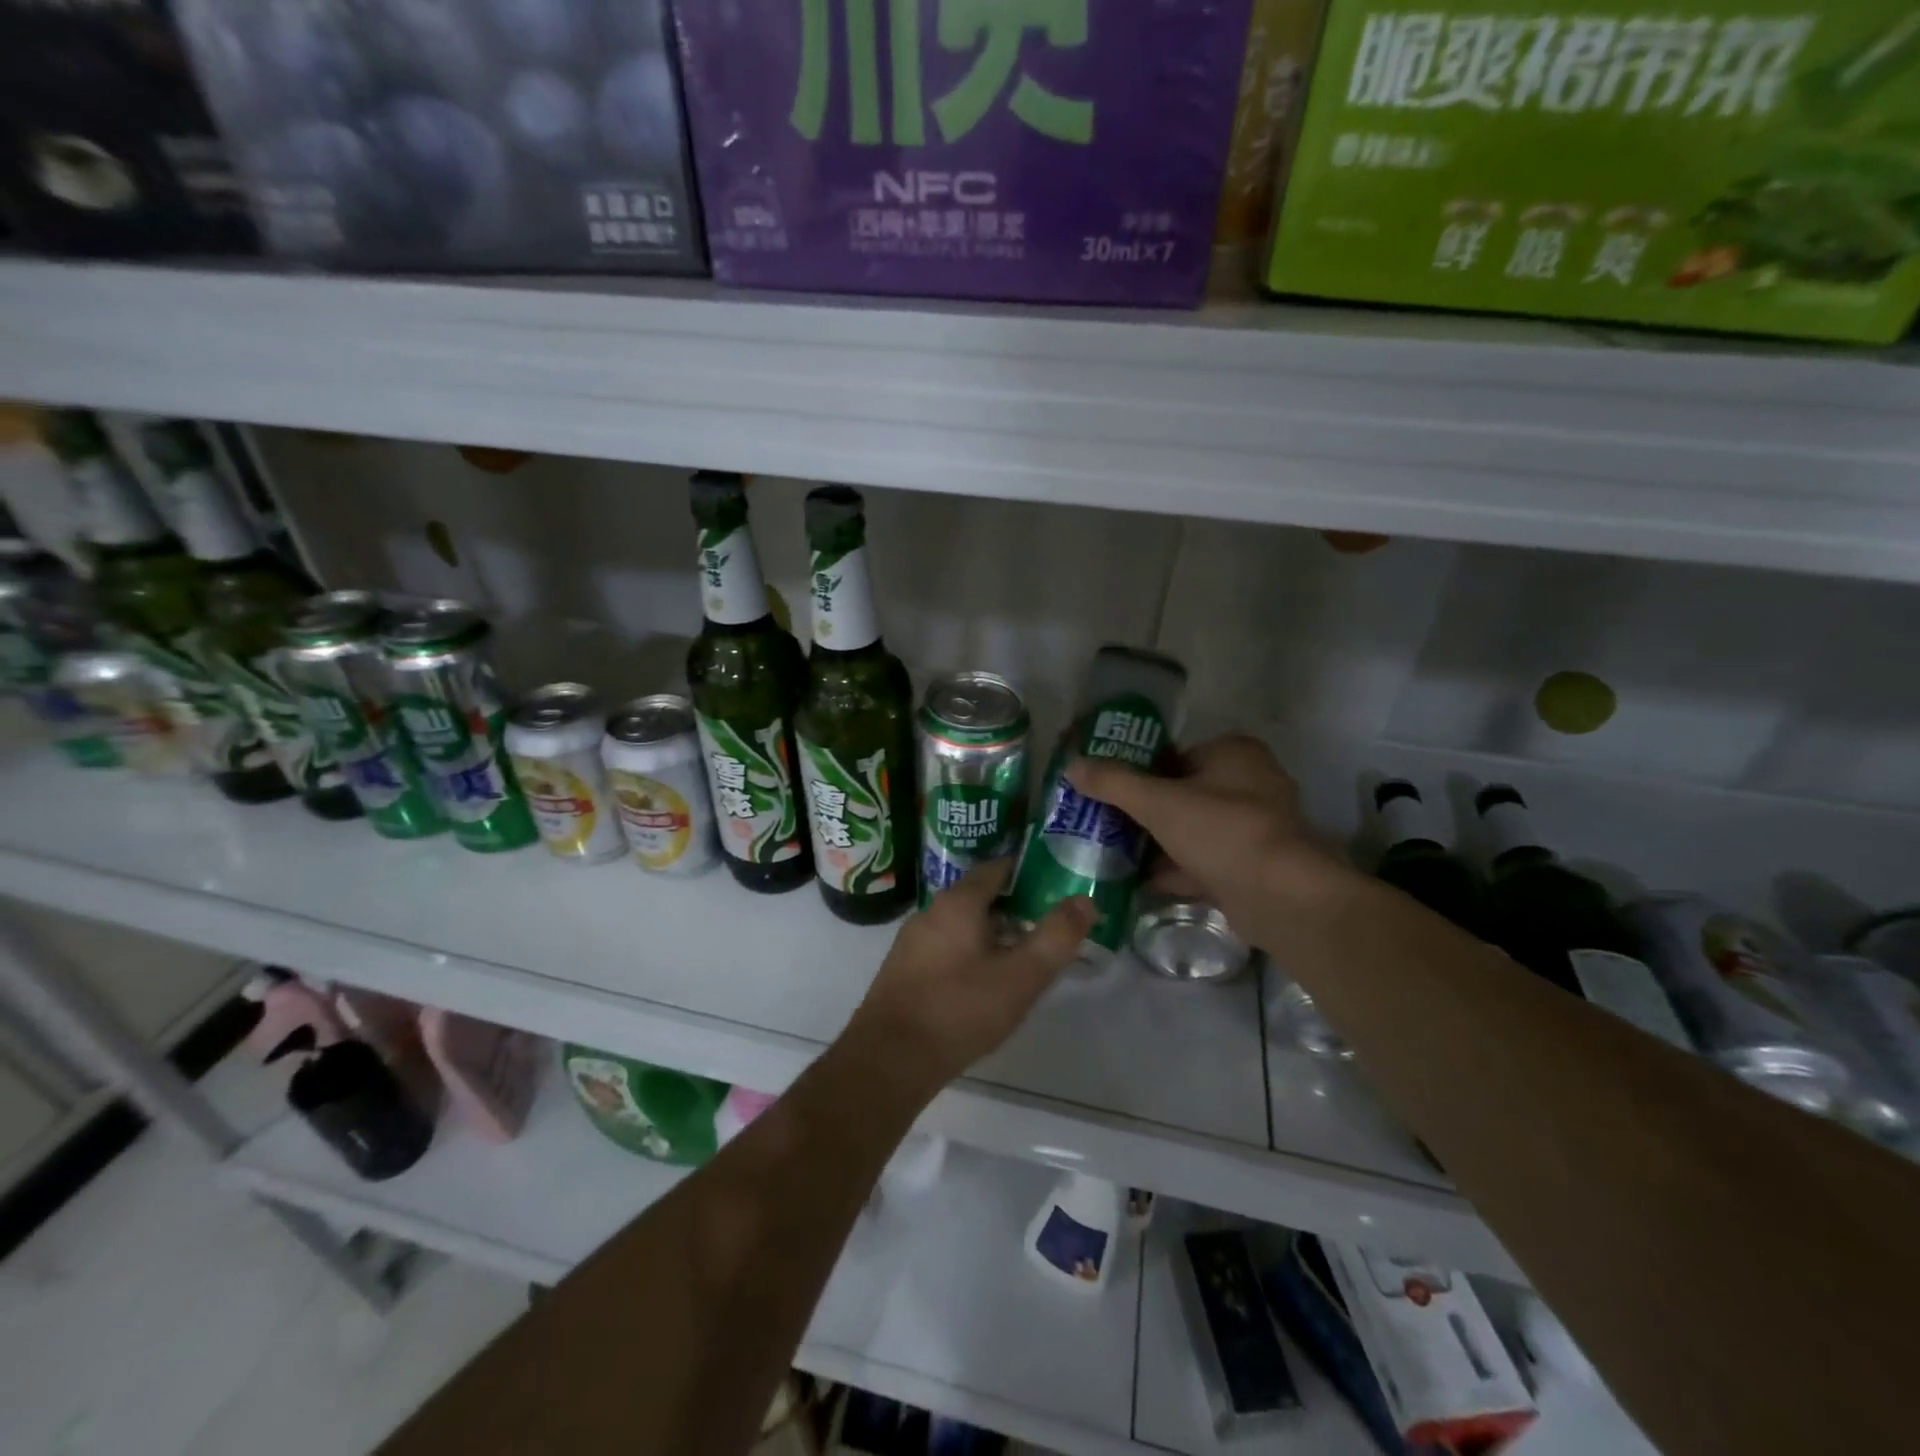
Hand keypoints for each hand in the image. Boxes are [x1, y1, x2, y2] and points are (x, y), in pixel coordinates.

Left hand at [846, 860, 1093, 1089]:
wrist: (890, 1058)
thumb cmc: (960, 1009)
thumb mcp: (1021, 976)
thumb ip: (1056, 937)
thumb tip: (1085, 900)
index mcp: (958, 902)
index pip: (996, 868)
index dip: (1027, 871)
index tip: (1053, 882)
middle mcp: (930, 912)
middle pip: (978, 896)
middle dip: (1012, 905)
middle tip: (1044, 923)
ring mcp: (911, 941)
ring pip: (960, 924)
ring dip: (990, 931)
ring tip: (1020, 954)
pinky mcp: (902, 970)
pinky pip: (944, 947)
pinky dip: (968, 951)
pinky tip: (982, 981)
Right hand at [1067, 734, 1337, 929]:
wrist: (1282, 899)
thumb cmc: (1222, 832)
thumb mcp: (1158, 802)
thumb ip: (1113, 783)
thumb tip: (1071, 764)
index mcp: (1234, 754)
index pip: (1175, 754)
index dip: (1138, 769)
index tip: (1107, 789)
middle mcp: (1251, 783)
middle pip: (1182, 793)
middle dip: (1145, 811)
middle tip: (1105, 822)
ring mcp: (1256, 827)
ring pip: (1193, 829)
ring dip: (1159, 842)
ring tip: (1115, 852)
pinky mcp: (1255, 866)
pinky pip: (1206, 861)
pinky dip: (1178, 869)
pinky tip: (1143, 881)